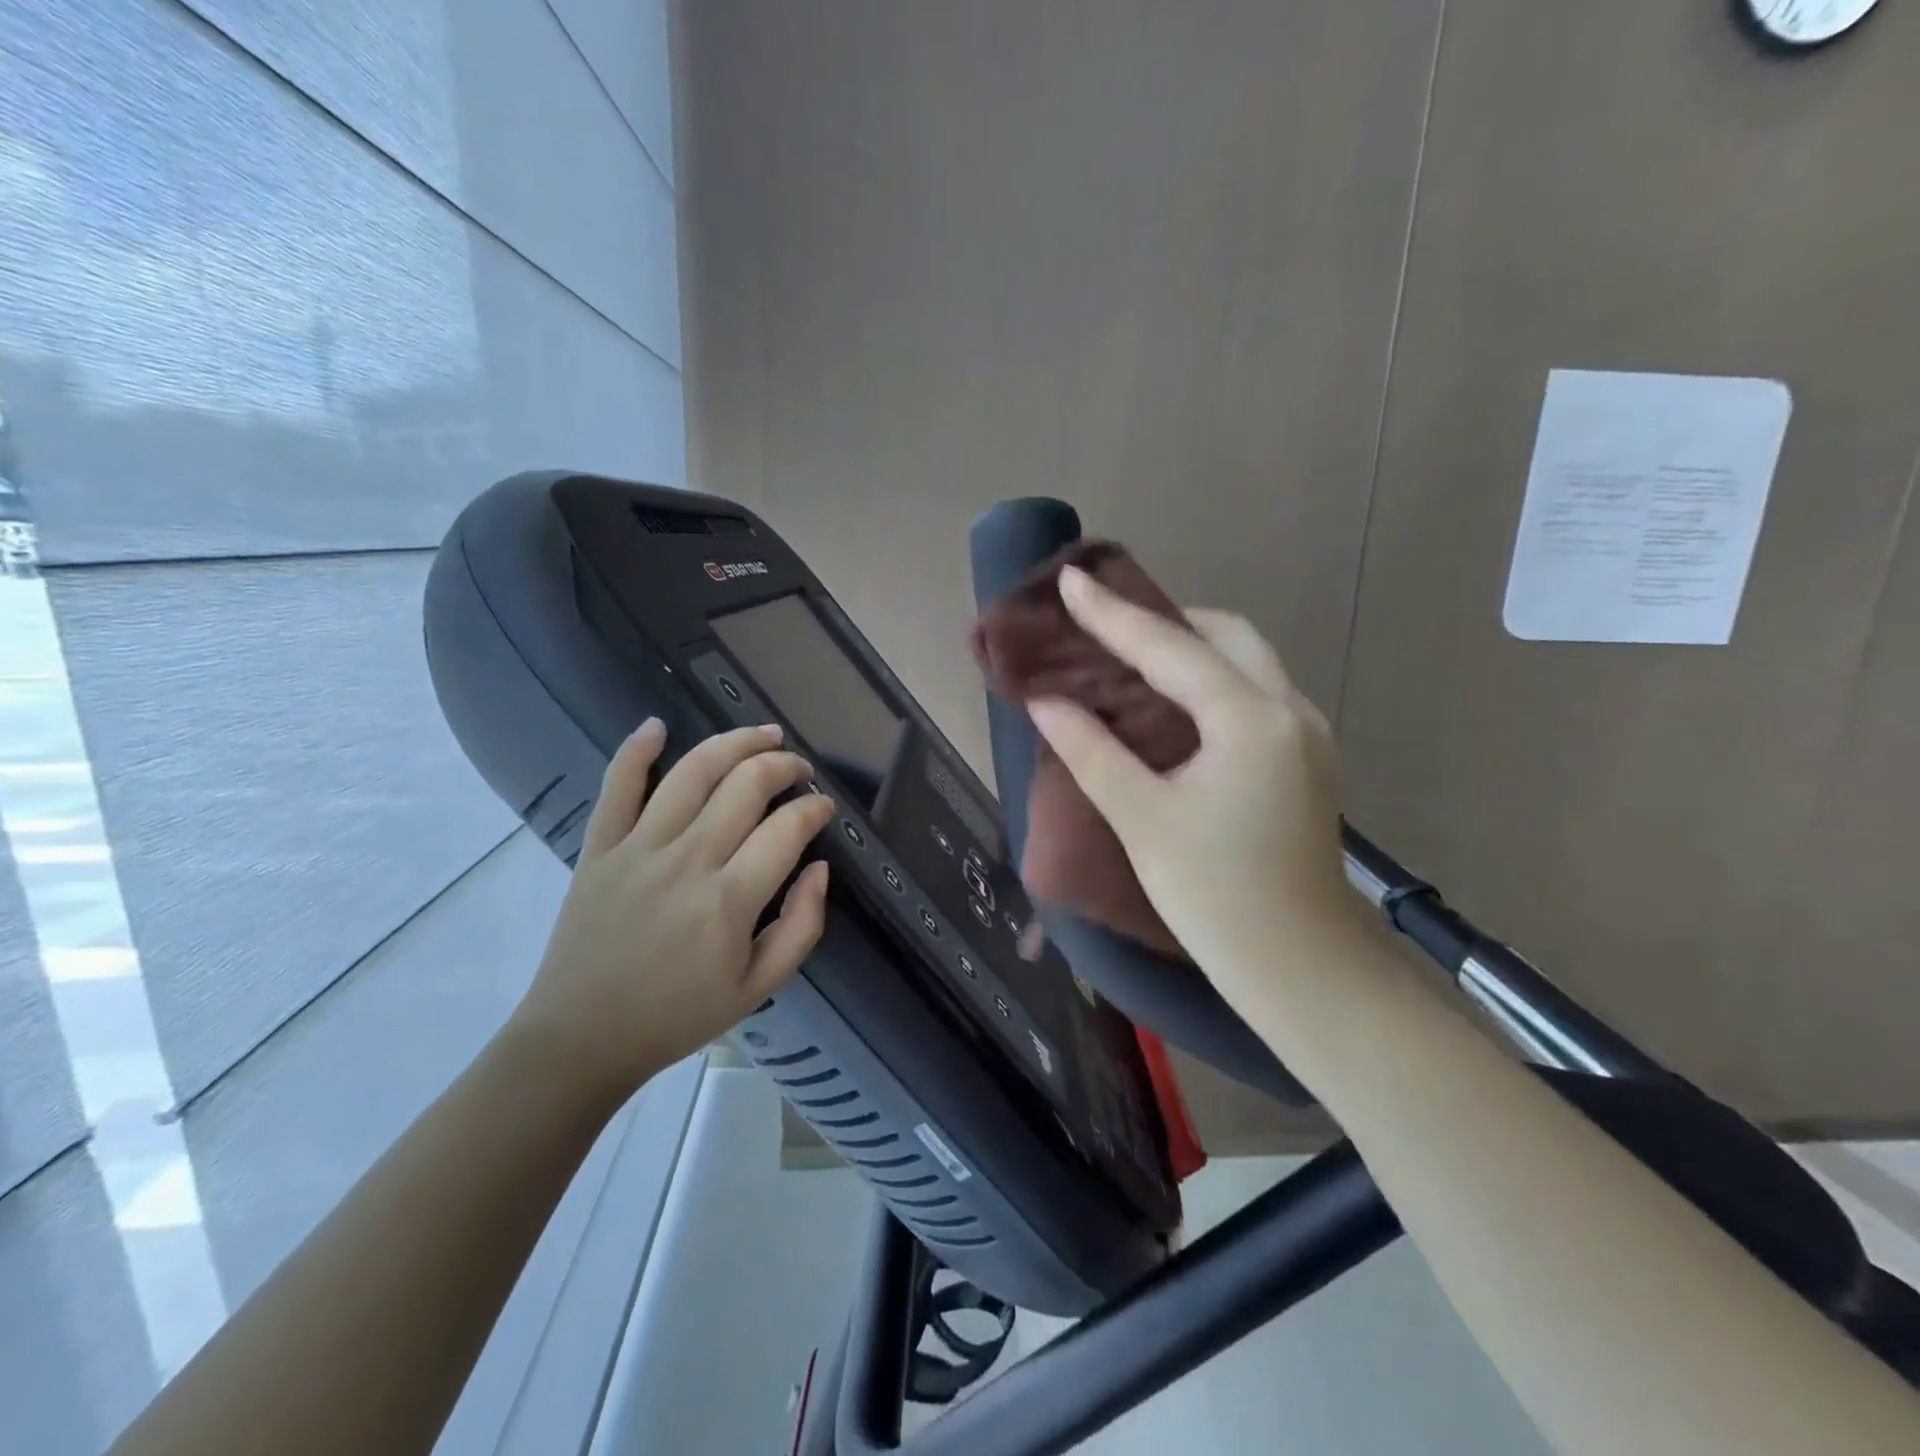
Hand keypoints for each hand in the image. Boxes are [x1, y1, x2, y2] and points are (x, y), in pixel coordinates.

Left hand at [510, 720, 835, 1106]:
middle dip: (783, 765)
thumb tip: (819, 869)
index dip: (814, 809)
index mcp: (729, 900)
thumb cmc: (677, 1016)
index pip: (786, 829)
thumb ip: (802, 927)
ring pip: (692, 772)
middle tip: (799, 769)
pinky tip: (657, 725)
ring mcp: (637, 848)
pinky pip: (617, 786)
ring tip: (762, 734)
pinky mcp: (599, 848)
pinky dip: (635, 750)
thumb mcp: (759, 988)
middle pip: (745, 785)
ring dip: (734, 743)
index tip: (824, 808)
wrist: (581, 1038)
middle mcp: (687, 860)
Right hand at [1027, 566, 1361, 1006]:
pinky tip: (1175, 701)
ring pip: (1247, 661)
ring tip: (1133, 654)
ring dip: (1192, 647)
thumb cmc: (1215, 895)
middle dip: (1165, 618)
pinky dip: (1212, 679)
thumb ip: (1091, 751)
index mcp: (1249, 719)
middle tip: (1107, 623)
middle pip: (1225, 635)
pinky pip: (1255, 692)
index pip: (1169, 648)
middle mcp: (1289, 710)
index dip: (1112, 614)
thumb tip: (1046, 702)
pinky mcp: (1306, 759)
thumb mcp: (1142, 818)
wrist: (1301, 968)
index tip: (1070, 578)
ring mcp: (1306, 734)